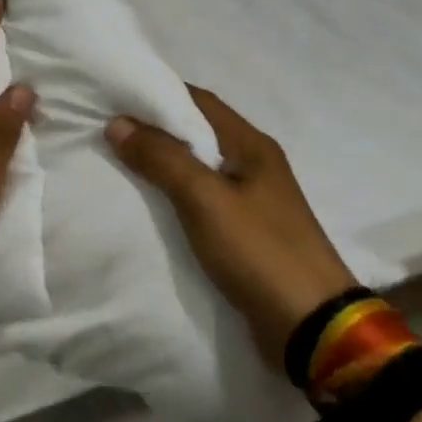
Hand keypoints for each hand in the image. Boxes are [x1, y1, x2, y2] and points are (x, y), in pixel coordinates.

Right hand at [107, 86, 357, 370]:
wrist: (312, 329)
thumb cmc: (260, 251)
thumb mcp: (204, 199)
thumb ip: (161, 158)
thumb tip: (117, 122)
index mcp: (252, 145)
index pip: (199, 100)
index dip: (158, 92)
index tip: (116, 93)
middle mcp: (253, 164)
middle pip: (197, 132)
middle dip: (154, 127)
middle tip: (109, 126)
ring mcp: (252, 200)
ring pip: (197, 166)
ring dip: (162, 161)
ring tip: (118, 159)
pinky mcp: (245, 232)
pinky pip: (201, 198)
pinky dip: (173, 192)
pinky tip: (148, 201)